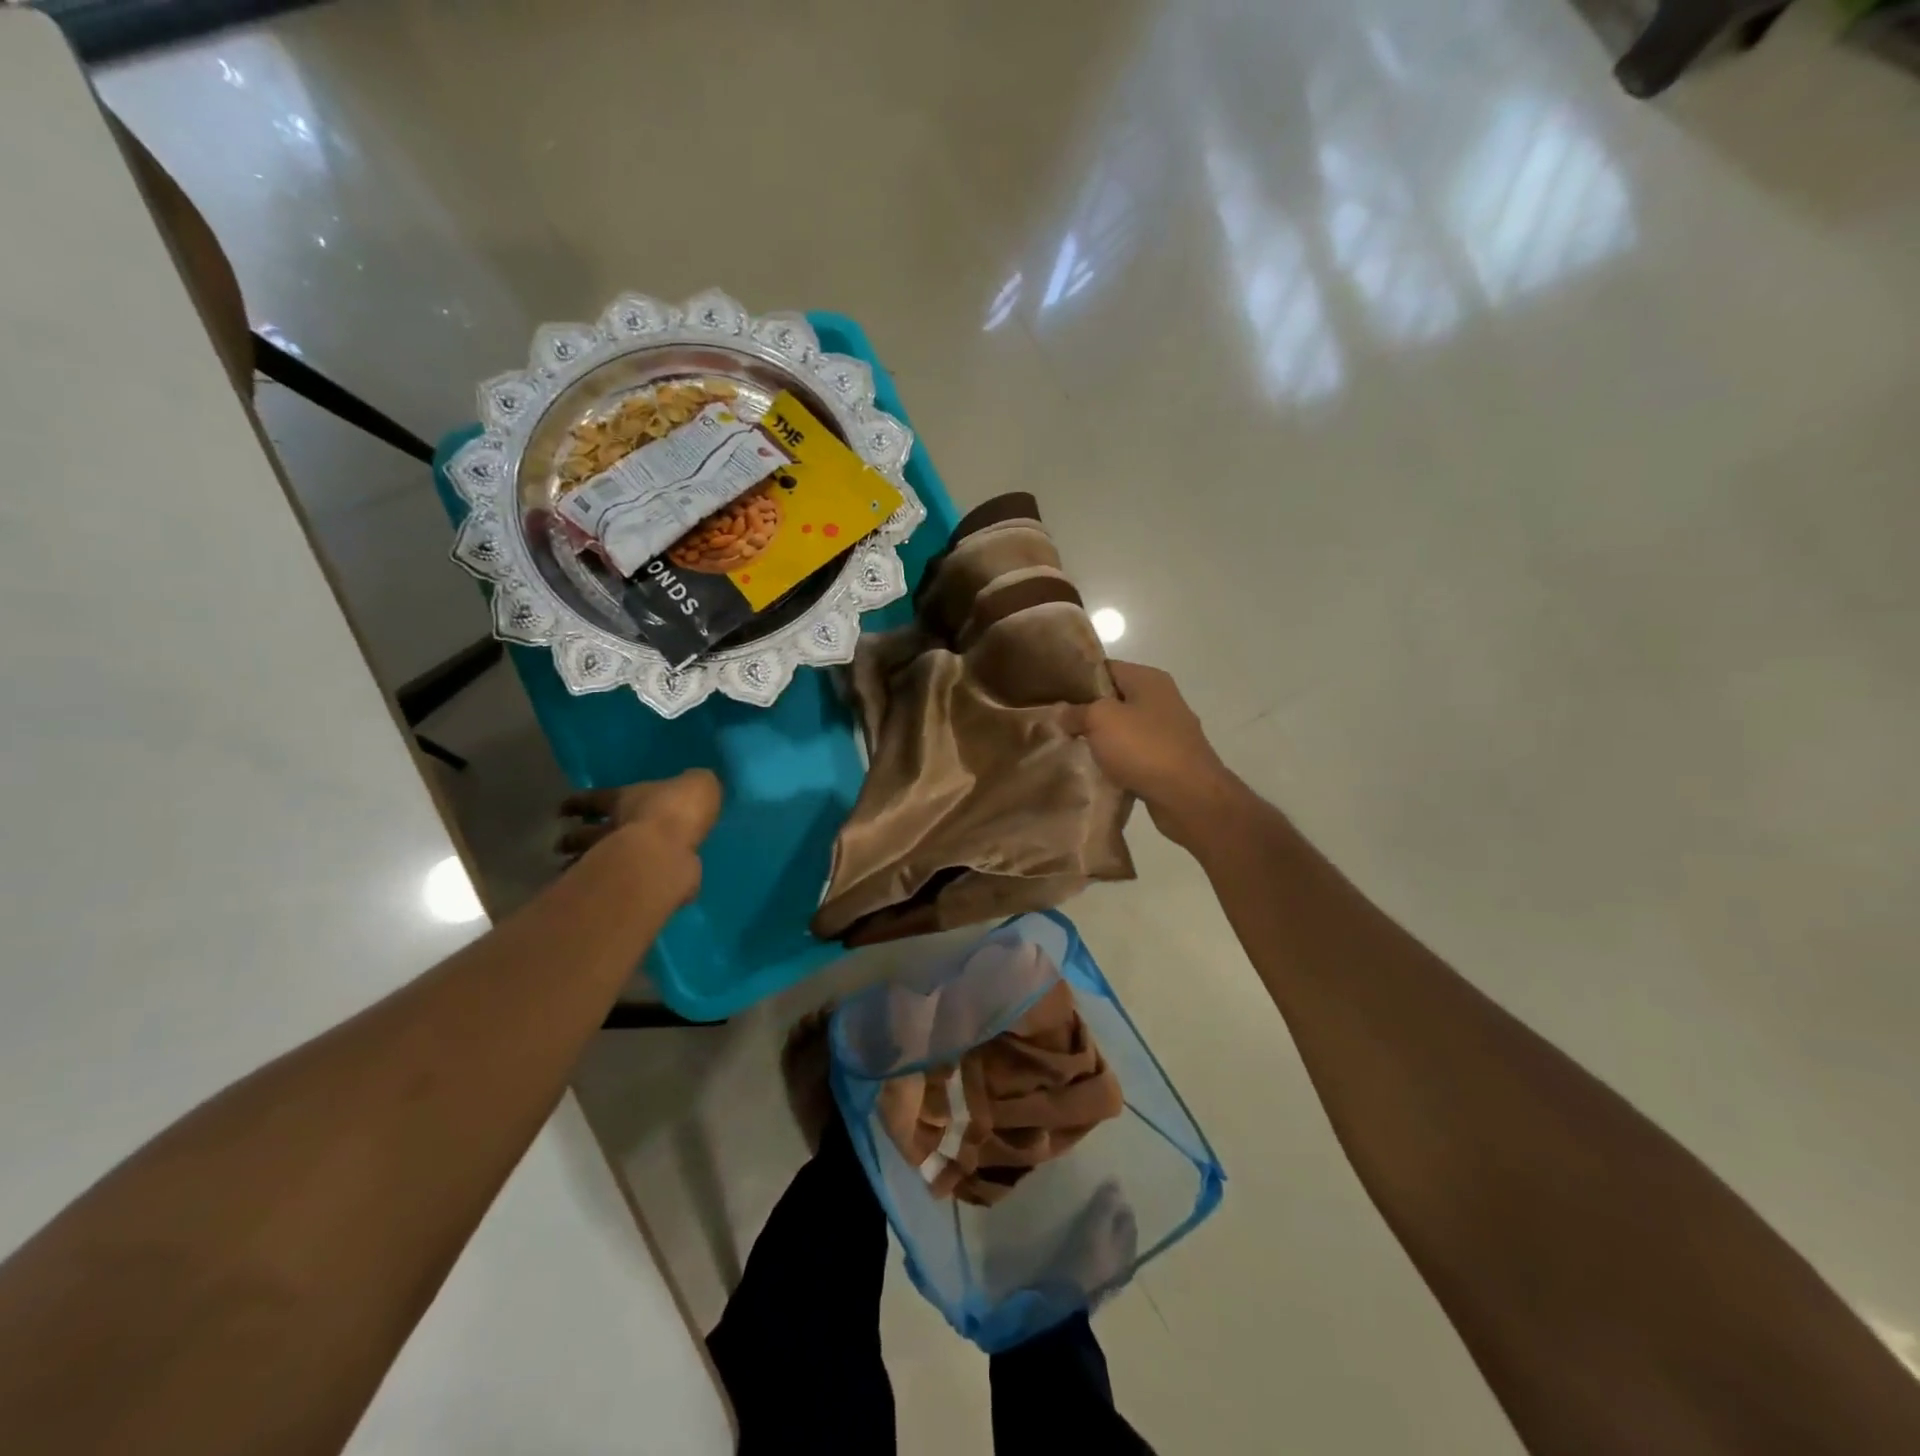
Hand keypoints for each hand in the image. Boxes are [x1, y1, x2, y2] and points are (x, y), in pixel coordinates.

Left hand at [556, 769, 721, 904]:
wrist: (666, 855)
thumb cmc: (677, 811)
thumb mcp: (697, 786)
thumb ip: (696, 787)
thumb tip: (698, 784)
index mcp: (626, 800)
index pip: (596, 799)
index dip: (580, 802)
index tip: (563, 809)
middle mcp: (614, 830)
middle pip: (586, 835)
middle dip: (574, 838)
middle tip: (562, 844)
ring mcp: (616, 862)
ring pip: (590, 862)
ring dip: (580, 866)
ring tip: (574, 871)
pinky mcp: (628, 890)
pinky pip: (616, 888)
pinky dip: (612, 891)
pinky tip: (618, 895)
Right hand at [1066, 662, 1245, 849]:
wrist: (1189, 797)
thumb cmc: (1144, 747)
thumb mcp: (1100, 720)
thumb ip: (1077, 711)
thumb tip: (1062, 711)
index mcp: (1149, 679)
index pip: (1106, 668)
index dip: (1078, 678)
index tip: (1053, 693)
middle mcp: (1162, 699)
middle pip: (1115, 699)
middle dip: (1087, 711)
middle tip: (1057, 723)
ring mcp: (1169, 731)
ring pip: (1124, 729)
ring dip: (1102, 739)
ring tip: (1072, 748)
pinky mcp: (1170, 760)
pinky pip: (1135, 754)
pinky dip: (1118, 761)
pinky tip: (1097, 771)